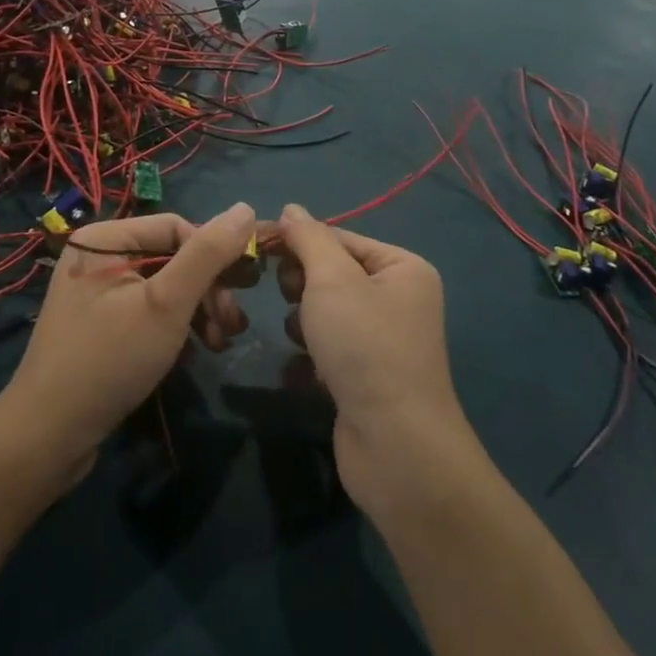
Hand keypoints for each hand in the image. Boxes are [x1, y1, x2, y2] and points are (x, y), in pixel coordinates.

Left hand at [0, 204, 254, 472]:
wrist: (48, 435)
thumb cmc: (110, 359)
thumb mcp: (167, 303)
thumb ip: (207, 254)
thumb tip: (246, 208)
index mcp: (103, 239)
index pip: (176, 227)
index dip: (212, 256)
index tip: (238, 293)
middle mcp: (97, 257)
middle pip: (172, 257)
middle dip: (208, 290)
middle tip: (232, 325)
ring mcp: (96, 293)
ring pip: (164, 288)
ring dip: (198, 312)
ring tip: (219, 343)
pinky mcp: (99, 326)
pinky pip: (148, 311)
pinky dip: (175, 328)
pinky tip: (193, 352)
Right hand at [273, 205, 472, 512]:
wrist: (395, 445)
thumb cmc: (365, 346)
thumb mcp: (332, 279)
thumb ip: (308, 239)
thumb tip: (291, 209)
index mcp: (402, 268)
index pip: (338, 237)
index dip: (296, 241)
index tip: (254, 248)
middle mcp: (398, 299)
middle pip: (331, 274)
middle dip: (303, 286)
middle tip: (293, 299)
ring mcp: (383, 341)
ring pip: (324, 313)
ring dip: (304, 323)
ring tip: (303, 340)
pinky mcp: (366, 378)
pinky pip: (327, 350)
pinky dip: (311, 357)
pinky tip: (303, 372)